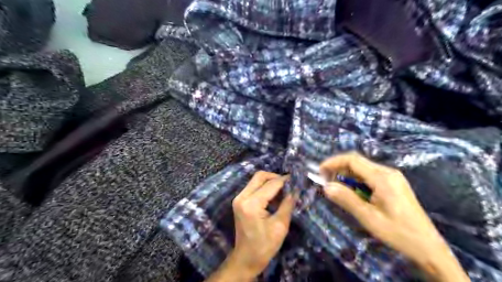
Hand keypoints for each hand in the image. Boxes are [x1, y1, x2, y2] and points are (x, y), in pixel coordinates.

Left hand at [205, 170, 294, 280]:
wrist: (246, 259)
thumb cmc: (264, 246)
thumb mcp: (280, 226)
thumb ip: (287, 204)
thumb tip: (296, 189)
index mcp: (252, 204)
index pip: (271, 184)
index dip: (285, 180)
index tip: (297, 179)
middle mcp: (242, 197)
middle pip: (260, 176)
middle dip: (276, 177)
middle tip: (289, 184)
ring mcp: (239, 198)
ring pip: (256, 180)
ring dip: (270, 182)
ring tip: (284, 190)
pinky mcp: (240, 201)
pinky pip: (253, 187)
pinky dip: (265, 188)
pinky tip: (275, 196)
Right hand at [322, 152, 471, 281]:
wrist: (428, 248)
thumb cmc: (398, 233)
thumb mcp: (368, 217)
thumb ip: (346, 199)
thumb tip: (326, 186)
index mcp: (382, 178)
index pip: (352, 160)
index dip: (333, 162)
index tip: (320, 171)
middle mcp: (388, 172)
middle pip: (357, 162)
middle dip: (338, 168)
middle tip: (325, 180)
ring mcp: (392, 177)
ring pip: (363, 168)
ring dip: (347, 175)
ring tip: (335, 187)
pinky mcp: (393, 184)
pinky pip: (370, 176)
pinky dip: (356, 180)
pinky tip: (352, 191)